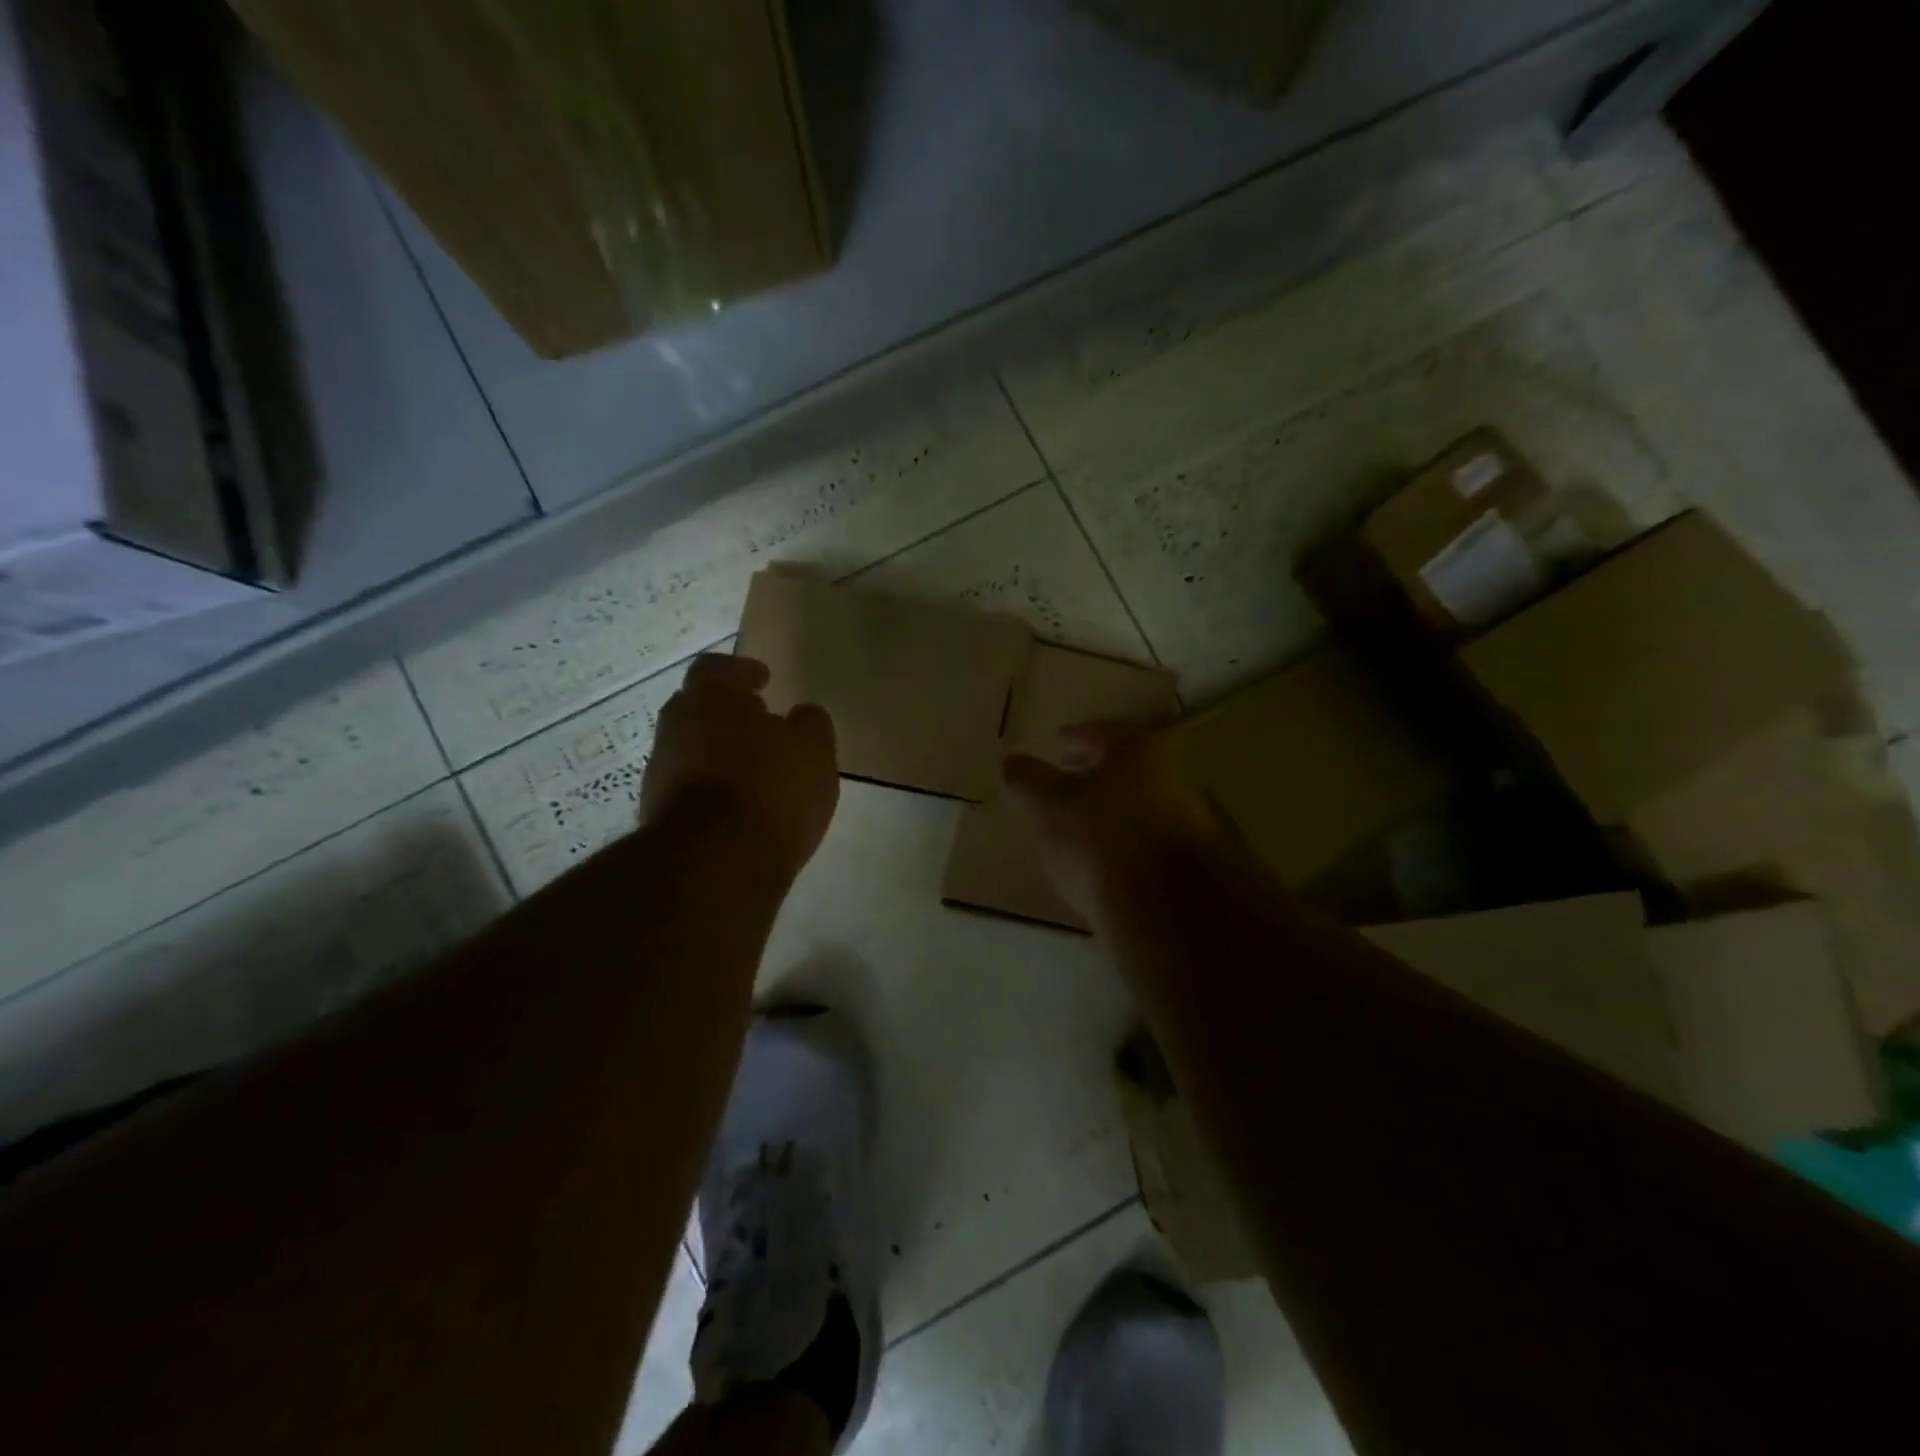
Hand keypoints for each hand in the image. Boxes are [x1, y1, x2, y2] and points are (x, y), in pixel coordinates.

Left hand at [641, 655, 839, 880]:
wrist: (714, 863)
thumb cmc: (771, 789)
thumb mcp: (813, 750)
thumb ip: (810, 724)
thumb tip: (802, 716)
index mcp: (710, 698)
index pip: (716, 668)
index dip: (740, 671)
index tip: (763, 681)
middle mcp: (676, 727)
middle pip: (697, 707)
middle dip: (726, 713)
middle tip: (759, 724)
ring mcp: (660, 772)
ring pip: (690, 748)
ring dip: (718, 753)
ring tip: (754, 772)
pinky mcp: (657, 814)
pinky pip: (687, 787)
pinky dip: (710, 789)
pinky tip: (739, 807)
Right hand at [1002, 720, 1226, 923]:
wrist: (1164, 908)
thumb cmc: (1098, 838)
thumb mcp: (1048, 806)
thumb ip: (1027, 780)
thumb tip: (1010, 762)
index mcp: (1135, 751)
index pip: (1102, 731)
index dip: (1077, 735)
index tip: (1059, 743)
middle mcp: (1168, 775)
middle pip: (1125, 766)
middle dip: (1095, 770)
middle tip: (1066, 776)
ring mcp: (1185, 819)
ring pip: (1137, 801)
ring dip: (1110, 806)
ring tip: (1079, 820)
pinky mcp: (1189, 861)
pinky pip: (1146, 836)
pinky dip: (1124, 837)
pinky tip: (1103, 856)